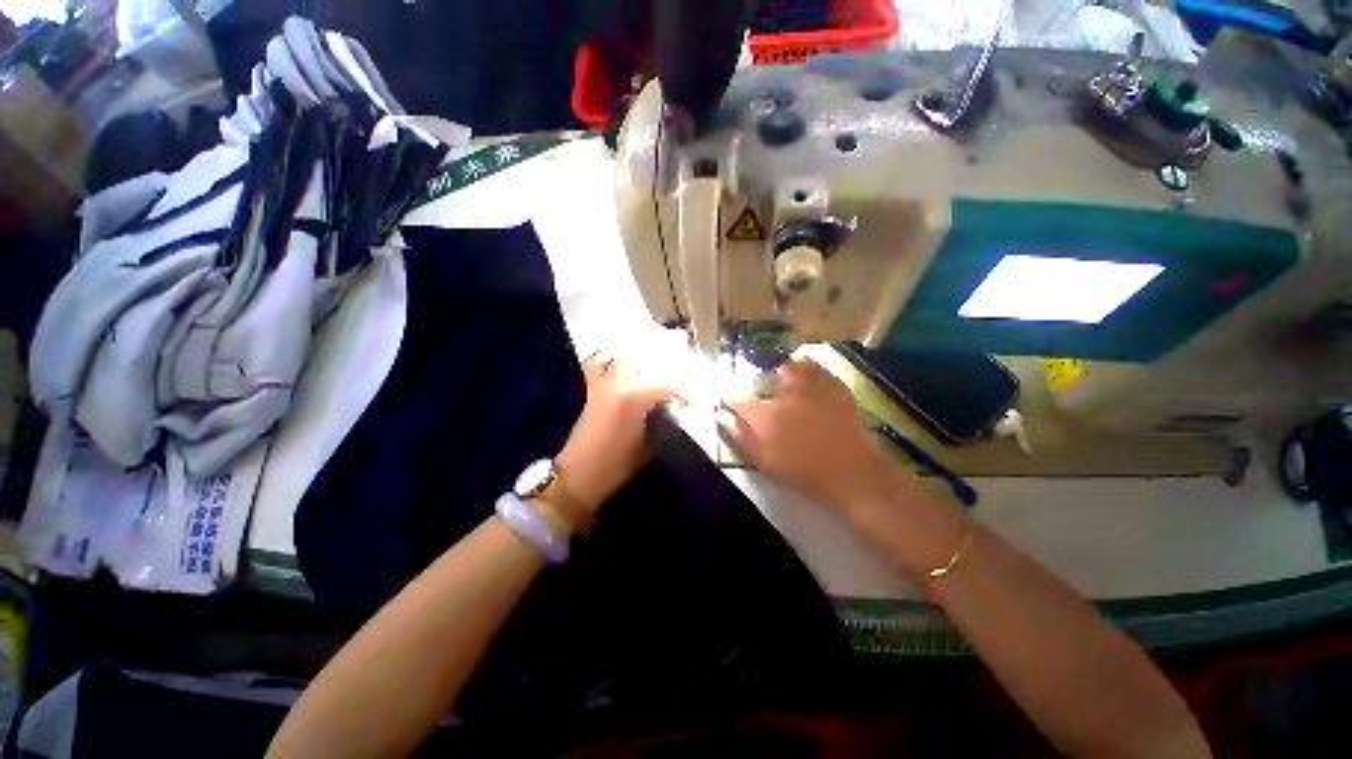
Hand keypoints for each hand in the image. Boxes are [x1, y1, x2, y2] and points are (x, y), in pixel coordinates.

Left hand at [556, 354, 680, 522]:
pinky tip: (622, 366)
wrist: (578, 476)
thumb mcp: (649, 445)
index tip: (697, 404)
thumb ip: (664, 421)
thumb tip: (677, 411)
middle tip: (681, 387)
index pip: (670, 383)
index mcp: (635, 395)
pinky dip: (609, 361)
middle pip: (650, 363)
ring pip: (626, 358)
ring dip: (643, 362)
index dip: (688, 393)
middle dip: (670, 371)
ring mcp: (604, 382)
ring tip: (658, 371)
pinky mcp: (593, 389)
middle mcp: (619, 381)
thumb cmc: (616, 465)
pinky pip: (599, 365)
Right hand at [721, 357, 966, 575]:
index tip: (735, 403)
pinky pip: (816, 368)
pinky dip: (809, 369)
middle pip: (765, 376)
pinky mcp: (834, 386)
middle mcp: (785, 395)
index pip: (738, 399)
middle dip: (761, 382)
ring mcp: (811, 387)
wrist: (853, 473)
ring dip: (784, 371)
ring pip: (791, 366)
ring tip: (785, 380)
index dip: (734, 399)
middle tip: (765, 393)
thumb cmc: (804, 471)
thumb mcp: (765, 462)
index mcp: (765, 416)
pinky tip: (809, 382)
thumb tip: (722, 418)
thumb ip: (740, 438)